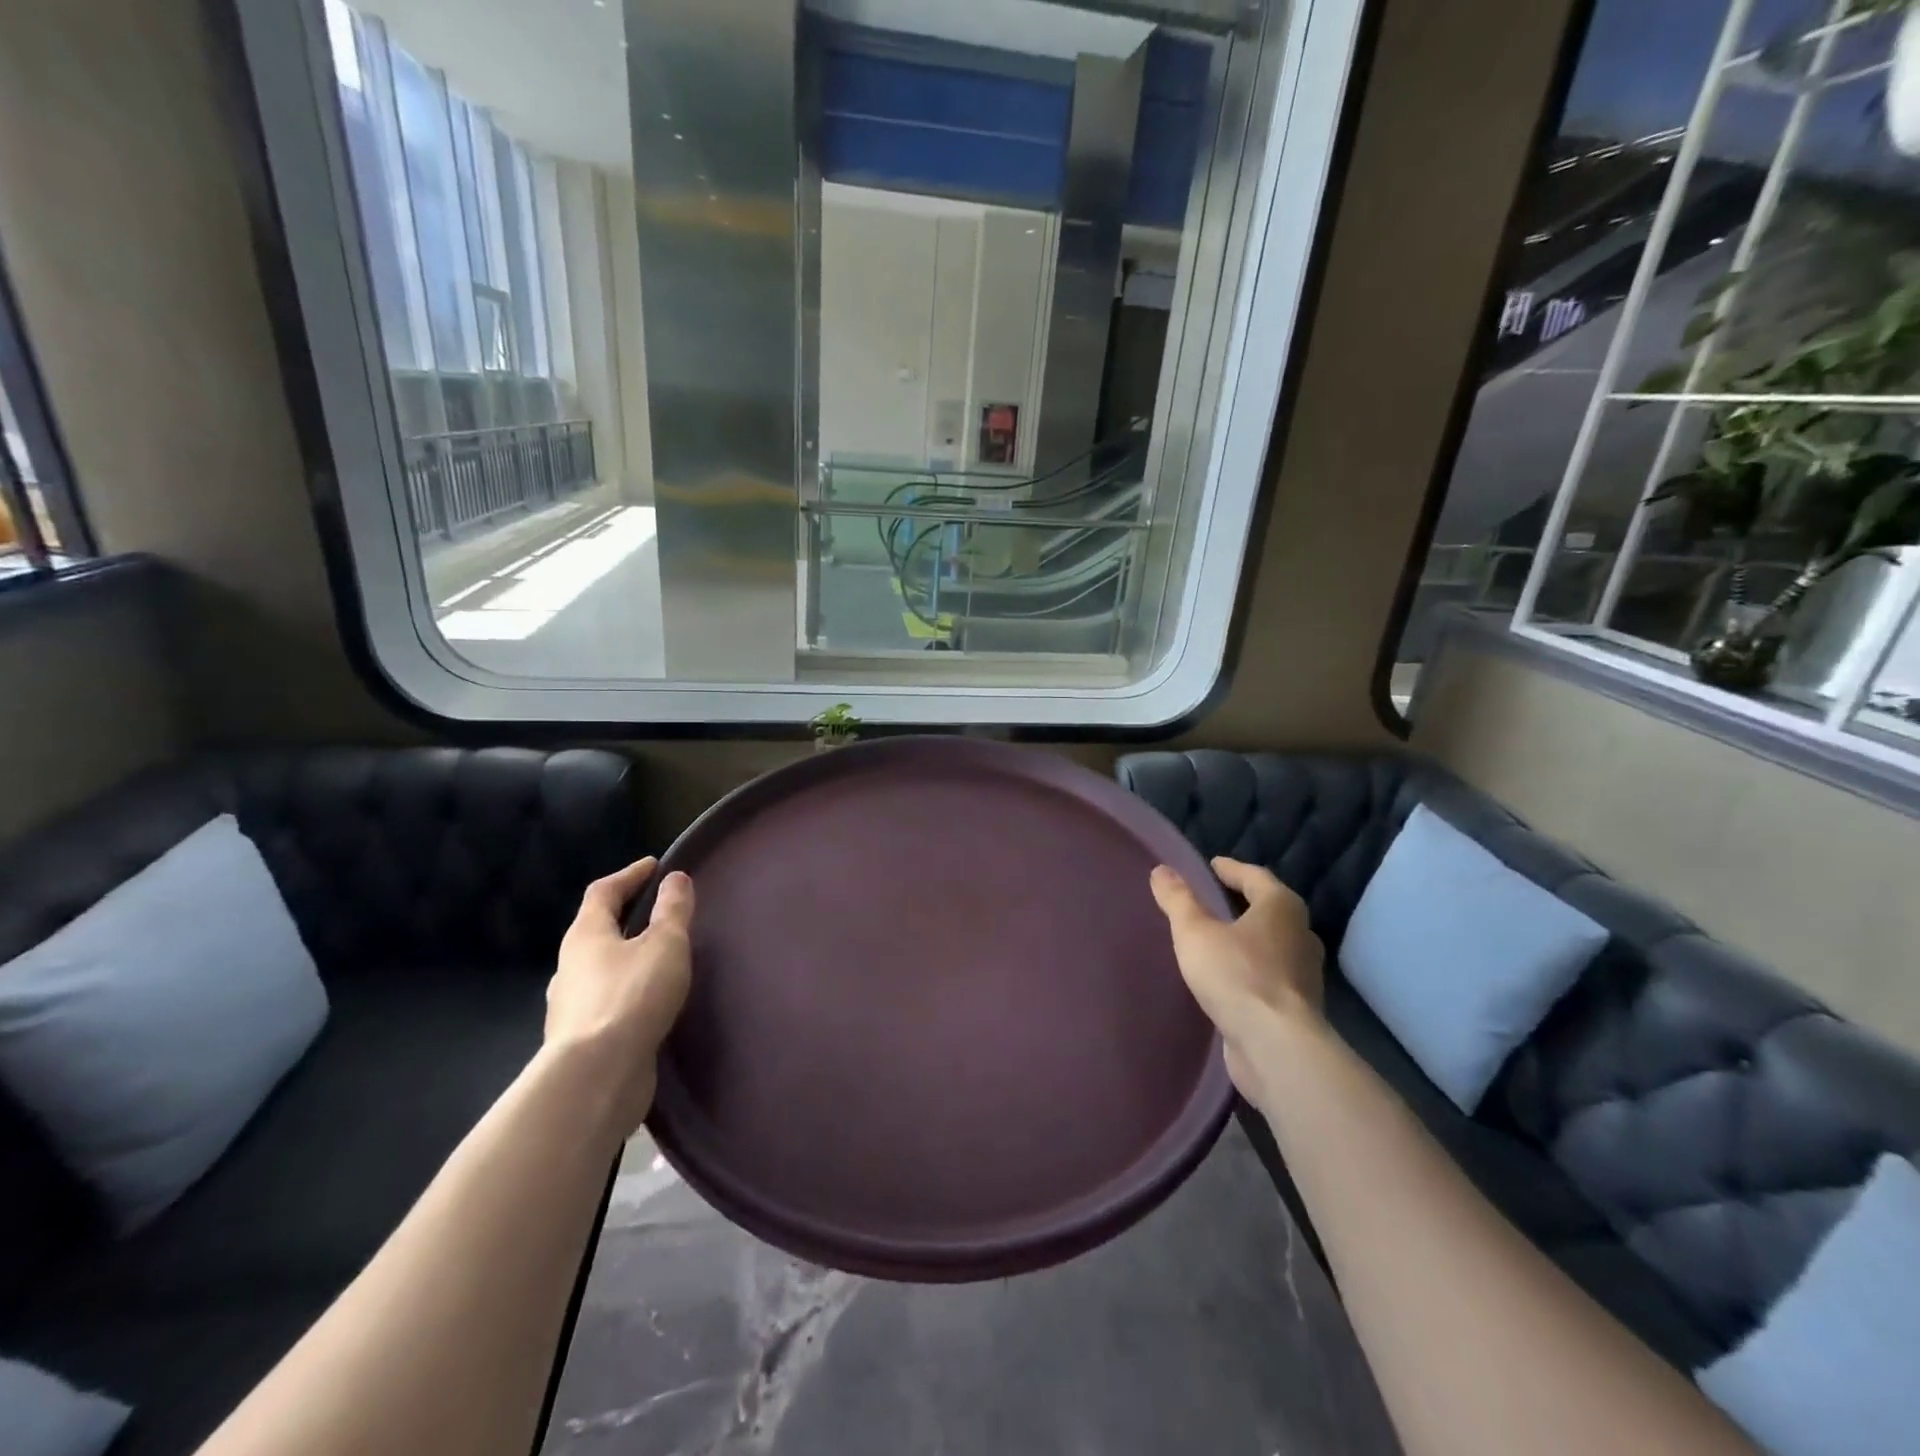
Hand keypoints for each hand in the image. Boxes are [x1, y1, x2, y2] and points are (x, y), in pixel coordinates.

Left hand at [546, 858, 694, 1131]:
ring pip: (600, 971)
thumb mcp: (664, 945)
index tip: (653, 866)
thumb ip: (672, 911)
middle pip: (596, 931)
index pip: (603, 892)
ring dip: (626, 959)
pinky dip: (627, 993)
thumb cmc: (631, 997)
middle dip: (625, 918)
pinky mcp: (583, 1041)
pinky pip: (607, 1003)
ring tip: (659, 960)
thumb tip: (675, 878)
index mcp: (585, 936)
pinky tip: (649, 1003)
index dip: (629, 875)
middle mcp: (570, 967)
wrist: (595, 1078)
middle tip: (658, 913)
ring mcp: (571, 1007)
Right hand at [1150, 857, 1324, 1107]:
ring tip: (1217, 937)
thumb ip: (1178, 900)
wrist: (1276, 1047)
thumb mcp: (1195, 932)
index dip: (1231, 869)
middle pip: (1269, 909)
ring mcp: (1304, 973)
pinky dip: (1250, 967)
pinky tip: (1228, 977)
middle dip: (1243, 902)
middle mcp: (1300, 935)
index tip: (1212, 865)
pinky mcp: (1297, 1006)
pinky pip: (1269, 974)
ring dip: (1247, 937)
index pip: (1255, 876)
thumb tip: (1161, 870)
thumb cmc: (1236, 976)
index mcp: (1281, 907)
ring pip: (1272, 943)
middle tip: (1213, 898)